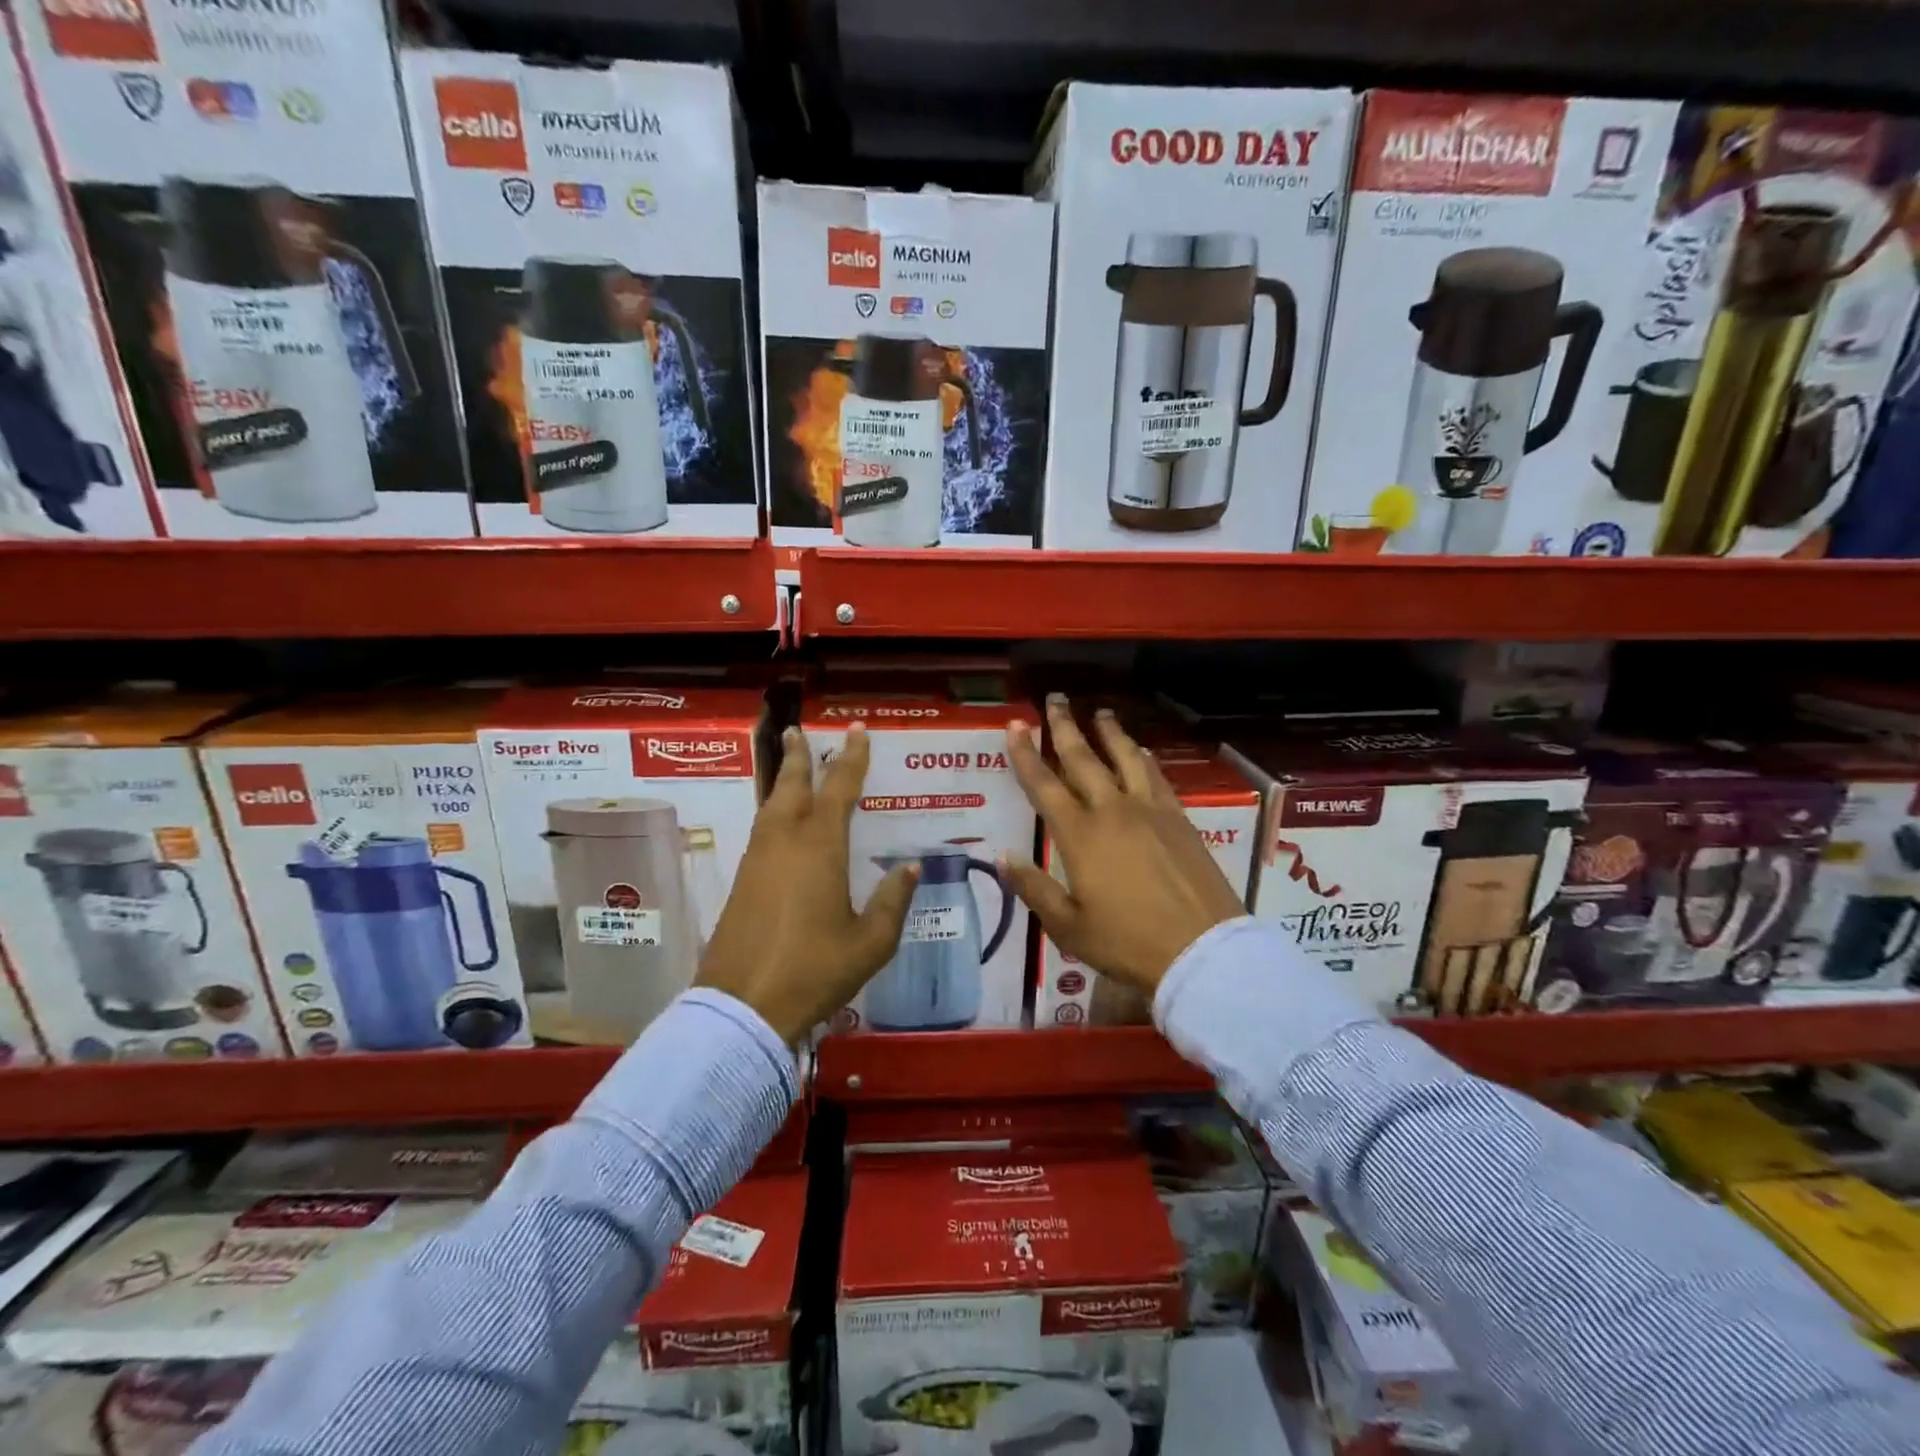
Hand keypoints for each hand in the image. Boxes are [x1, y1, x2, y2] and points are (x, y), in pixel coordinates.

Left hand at [694, 722, 918, 1043]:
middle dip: (798, 757)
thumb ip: (892, 901)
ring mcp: (758, 861)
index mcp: (820, 848)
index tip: (857, 731)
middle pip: (791, 786)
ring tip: (790, 766)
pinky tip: (780, 823)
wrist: (744, 1007)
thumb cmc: (815, 970)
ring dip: (782, 781)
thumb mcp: (870, 942)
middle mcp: (785, 843)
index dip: (850, 758)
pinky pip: (762, 831)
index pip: (839, 789)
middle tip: (798, 731)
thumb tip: (910, 867)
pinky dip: (773, 812)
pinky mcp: (742, 882)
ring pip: (771, 807)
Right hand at [1000, 696, 1244, 997]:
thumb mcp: (1068, 925)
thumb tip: (1003, 856)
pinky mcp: (1180, 819)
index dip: (1026, 753)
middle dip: (1065, 726)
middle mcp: (1113, 811)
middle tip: (1055, 699)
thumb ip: (1033, 888)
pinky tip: (1142, 751)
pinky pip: (1158, 777)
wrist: (1202, 950)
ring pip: (1125, 758)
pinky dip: (1145, 758)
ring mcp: (1151, 811)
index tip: (1015, 724)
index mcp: (1080, 836)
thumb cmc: (1128, 943)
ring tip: (1100, 712)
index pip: (1044, 785)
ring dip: (1109, 733)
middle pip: (1083, 759)